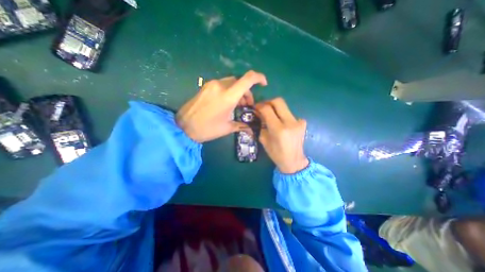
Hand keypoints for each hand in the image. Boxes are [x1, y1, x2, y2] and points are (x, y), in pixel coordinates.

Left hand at [176, 70, 266, 142]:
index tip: (264, 84)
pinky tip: (228, 102)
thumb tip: (252, 129)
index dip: (259, 78)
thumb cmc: (207, 129)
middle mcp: (220, 86)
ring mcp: (212, 85)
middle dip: (247, 92)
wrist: (183, 126)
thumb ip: (241, 125)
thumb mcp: (227, 128)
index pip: (247, 79)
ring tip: (238, 105)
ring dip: (238, 92)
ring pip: (231, 83)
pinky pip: (223, 85)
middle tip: (247, 105)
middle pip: (240, 82)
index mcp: (228, 97)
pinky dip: (229, 91)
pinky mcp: (206, 86)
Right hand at [255, 98, 307, 173]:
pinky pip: (289, 114)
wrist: (294, 161)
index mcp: (278, 129)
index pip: (267, 109)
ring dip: (275, 109)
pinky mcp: (302, 122)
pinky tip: (281, 123)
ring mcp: (298, 121)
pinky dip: (282, 115)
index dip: (259, 106)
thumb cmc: (276, 153)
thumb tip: (259, 114)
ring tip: (271, 116)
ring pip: (284, 107)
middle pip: (278, 101)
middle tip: (263, 107)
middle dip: (268, 102)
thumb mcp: (264, 139)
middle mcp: (290, 122)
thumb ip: (261, 125)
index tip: (255, 108)